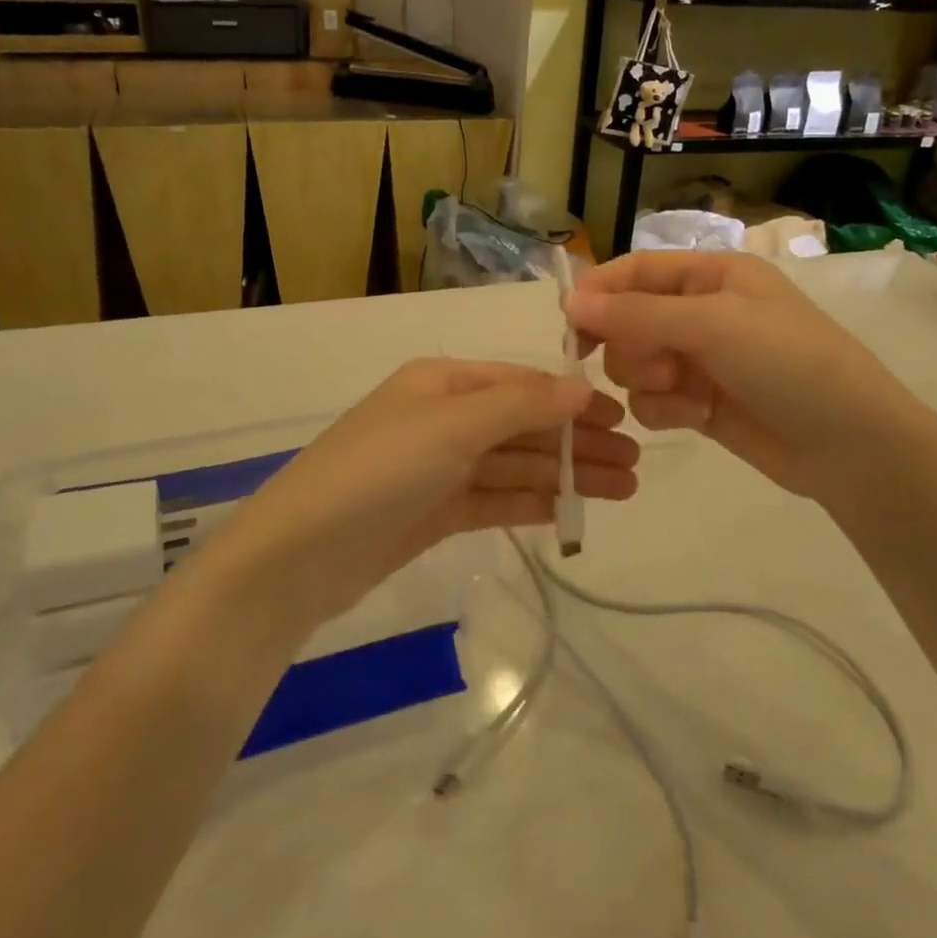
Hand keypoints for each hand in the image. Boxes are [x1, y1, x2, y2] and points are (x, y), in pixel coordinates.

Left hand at [213, 360, 637, 627]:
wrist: (300, 555)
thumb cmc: (378, 471)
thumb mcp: (452, 425)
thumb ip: (520, 405)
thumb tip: (582, 386)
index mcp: (441, 383)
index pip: (520, 383)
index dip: (571, 400)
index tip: (622, 420)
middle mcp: (442, 418)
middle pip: (523, 425)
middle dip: (577, 442)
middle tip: (636, 466)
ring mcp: (438, 467)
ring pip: (515, 465)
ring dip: (566, 475)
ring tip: (623, 492)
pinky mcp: (435, 512)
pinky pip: (496, 499)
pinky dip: (533, 502)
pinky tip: (572, 511)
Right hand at [566, 252, 930, 510]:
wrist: (851, 446)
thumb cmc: (789, 364)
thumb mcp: (714, 325)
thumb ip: (637, 313)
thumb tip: (570, 302)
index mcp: (712, 275)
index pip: (636, 270)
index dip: (600, 291)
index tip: (570, 323)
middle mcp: (701, 312)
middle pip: (627, 320)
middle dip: (632, 346)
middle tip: (658, 365)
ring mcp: (700, 360)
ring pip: (633, 364)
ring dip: (649, 382)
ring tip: (686, 395)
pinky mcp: (698, 403)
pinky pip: (651, 400)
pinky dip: (665, 410)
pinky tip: (697, 418)